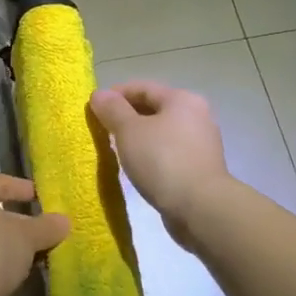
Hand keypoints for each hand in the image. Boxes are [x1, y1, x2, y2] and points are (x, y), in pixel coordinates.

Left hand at [0, 174, 70, 295]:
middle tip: (46, 231)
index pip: (1, 182)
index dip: (24, 189)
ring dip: (12, 247)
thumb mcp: (28, 236)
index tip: (44, 199)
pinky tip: (20, 277)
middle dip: (21, 222)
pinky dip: (0, 265)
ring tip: (39, 256)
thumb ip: (47, 227)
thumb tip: (64, 220)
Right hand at [89, 81, 229, 241]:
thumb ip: (112, 109)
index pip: (142, 87)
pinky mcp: (201, 167)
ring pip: (162, 131)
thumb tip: (99, 94)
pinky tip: (138, 167)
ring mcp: (202, 142)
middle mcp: (197, 115)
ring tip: (117, 149)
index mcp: (182, 99)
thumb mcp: (129, 131)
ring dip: (139, 137)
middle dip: (126, 116)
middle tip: (102, 130)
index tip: (93, 109)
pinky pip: (169, 152)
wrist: (201, 207)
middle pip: (154, 108)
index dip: (115, 94)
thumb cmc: (162, 161)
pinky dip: (151, 154)